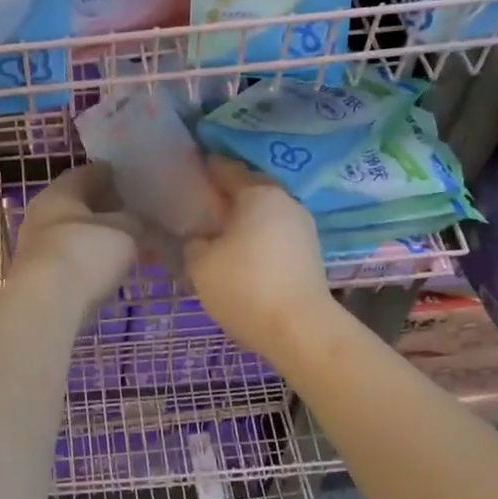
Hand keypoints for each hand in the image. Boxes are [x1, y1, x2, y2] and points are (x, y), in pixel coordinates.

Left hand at [12, 164, 142, 309]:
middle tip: (136, 213)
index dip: (114, 174)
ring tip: (128, 244)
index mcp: (60, 191)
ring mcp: (36, 246)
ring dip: (99, 236)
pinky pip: (71, 258)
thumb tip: (139, 221)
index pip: (89, 172)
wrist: (46, 304)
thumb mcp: (125, 230)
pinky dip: (90, 259)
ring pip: (75, 233)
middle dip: (106, 208)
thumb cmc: (85, 253)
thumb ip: (136, 220)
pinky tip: (109, 268)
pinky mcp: (39, 276)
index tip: (135, 181)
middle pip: (79, 203)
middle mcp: (42, 212)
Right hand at [182, 156, 334, 359]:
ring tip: (218, 235)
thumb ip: (194, 242)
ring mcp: (302, 227)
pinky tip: (241, 255)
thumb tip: (200, 237)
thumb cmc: (245, 287)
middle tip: (199, 209)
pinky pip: (275, 234)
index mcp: (257, 193)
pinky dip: (257, 238)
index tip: (187, 172)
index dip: (204, 168)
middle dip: (225, 196)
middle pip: (249, 190)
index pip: (225, 168)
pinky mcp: (310, 253)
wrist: (300, 330)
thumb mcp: (200, 264)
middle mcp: (285, 201)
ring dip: (243, 220)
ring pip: (264, 214)